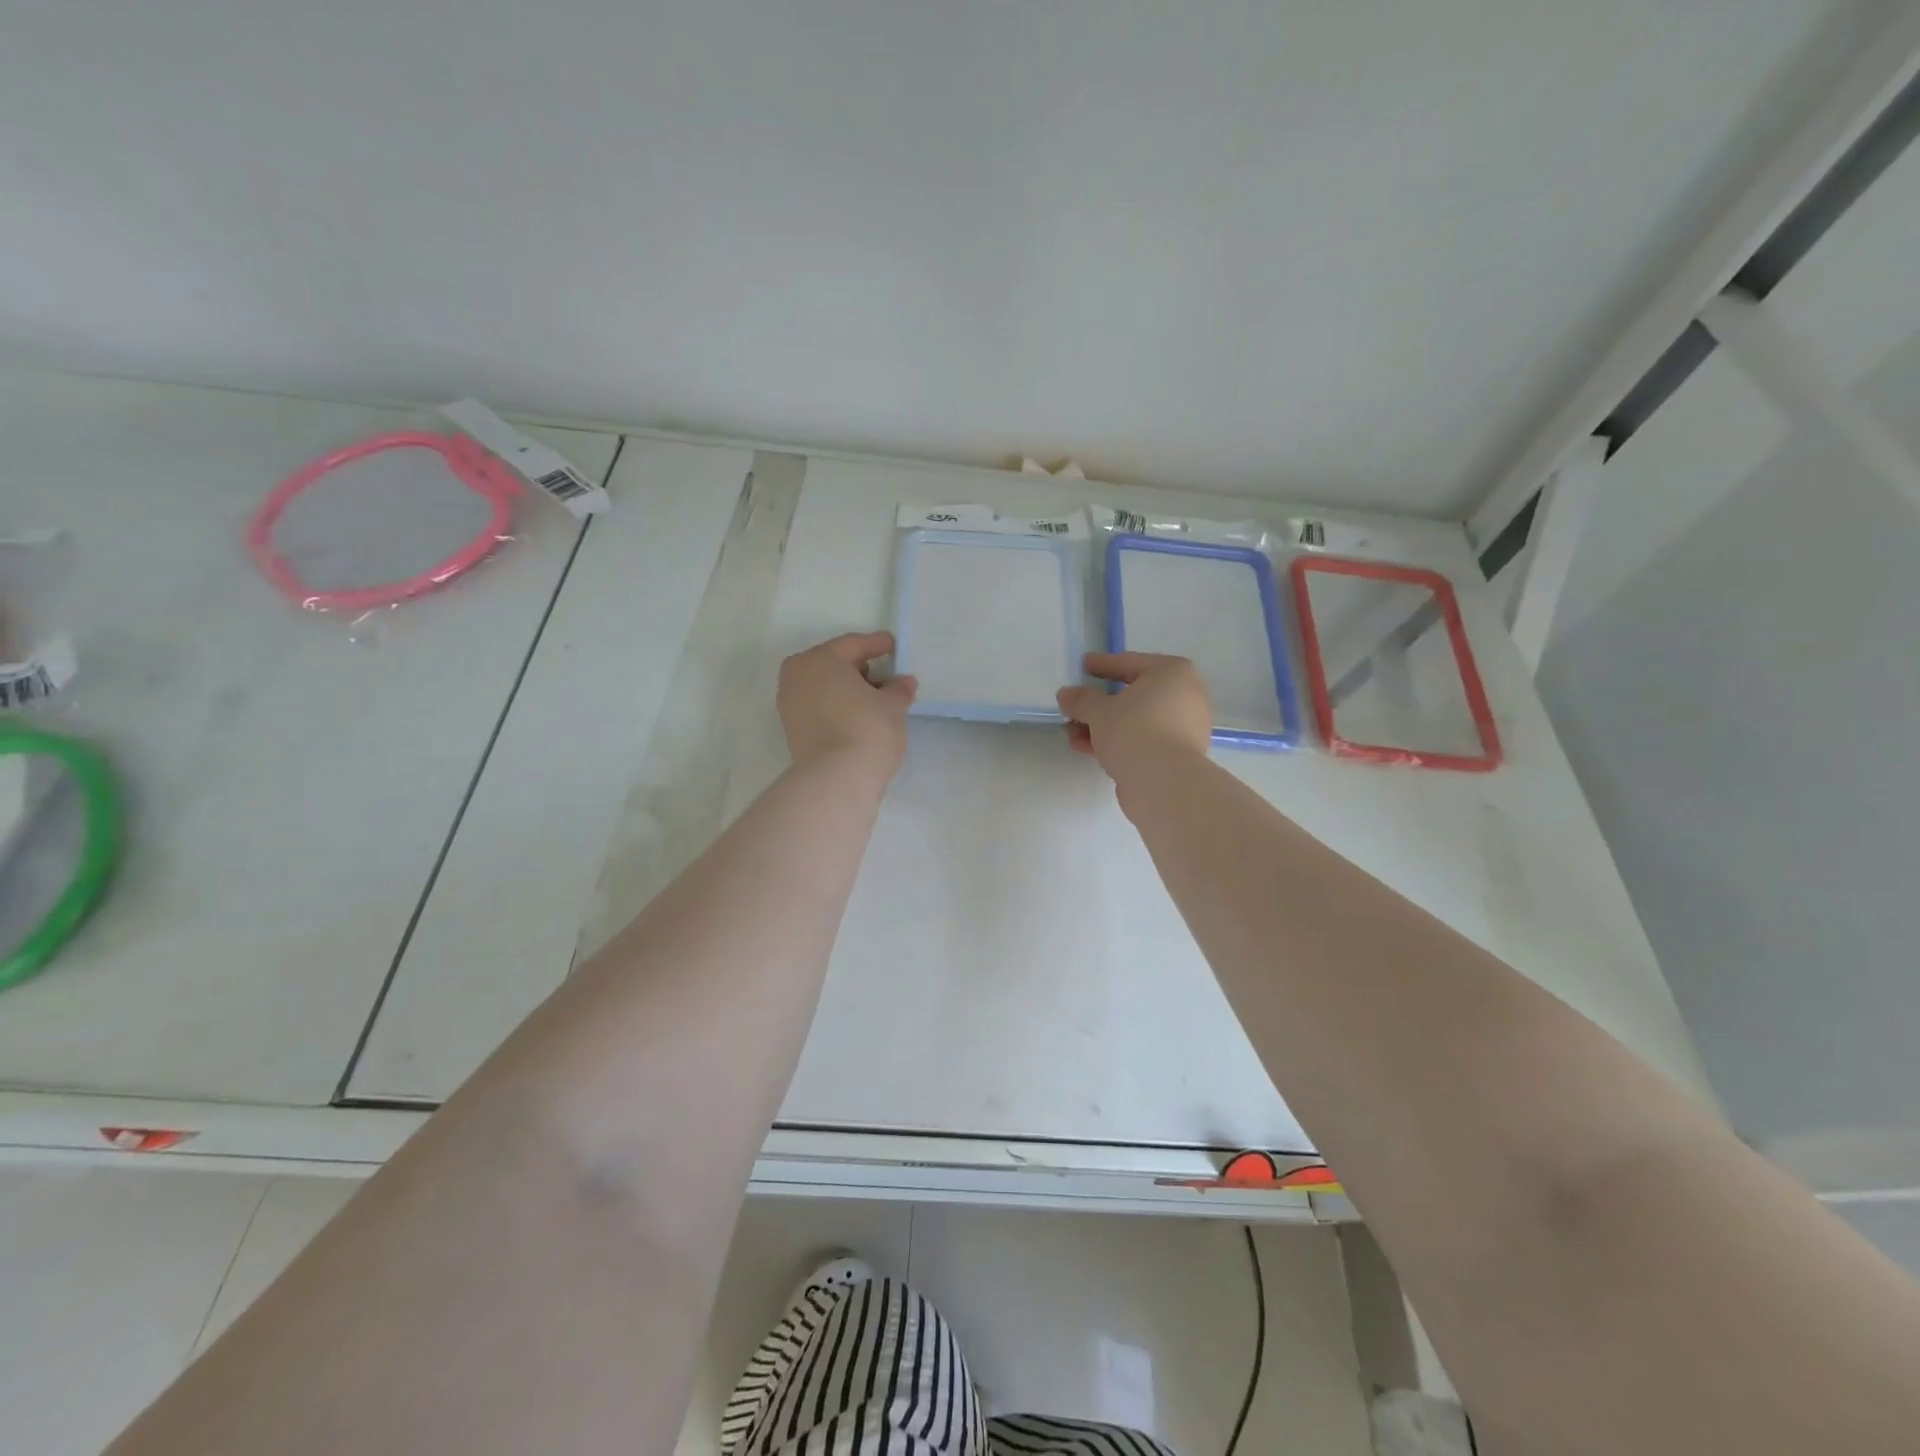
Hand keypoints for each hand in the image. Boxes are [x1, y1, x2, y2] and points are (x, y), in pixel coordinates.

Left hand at [778, 631, 916, 780]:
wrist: (837, 780)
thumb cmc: (867, 729)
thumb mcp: (892, 705)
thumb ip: (898, 689)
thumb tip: (903, 683)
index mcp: (818, 660)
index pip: (852, 645)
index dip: (876, 645)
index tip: (893, 645)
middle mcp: (797, 678)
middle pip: (834, 666)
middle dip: (862, 669)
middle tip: (888, 675)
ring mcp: (791, 706)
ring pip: (826, 688)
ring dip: (851, 691)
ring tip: (880, 700)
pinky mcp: (794, 732)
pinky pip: (821, 708)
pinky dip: (840, 707)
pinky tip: (863, 717)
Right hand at [1057, 652, 1211, 779]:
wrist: (1164, 784)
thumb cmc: (1134, 731)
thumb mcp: (1099, 711)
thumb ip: (1081, 699)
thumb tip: (1066, 694)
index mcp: (1173, 673)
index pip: (1130, 663)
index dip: (1103, 664)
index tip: (1084, 664)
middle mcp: (1186, 696)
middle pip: (1133, 695)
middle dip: (1099, 704)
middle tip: (1074, 705)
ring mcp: (1185, 728)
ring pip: (1136, 721)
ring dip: (1103, 726)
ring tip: (1072, 733)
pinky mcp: (1178, 755)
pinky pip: (1142, 740)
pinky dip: (1118, 742)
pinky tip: (1089, 748)